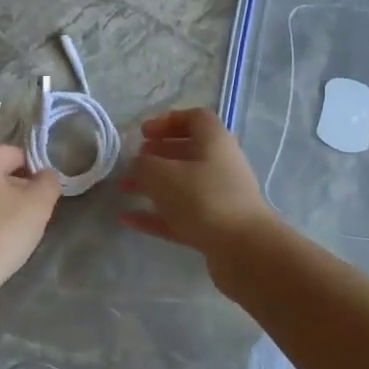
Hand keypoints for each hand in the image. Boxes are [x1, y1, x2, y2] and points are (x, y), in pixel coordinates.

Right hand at [120, 108, 273, 261]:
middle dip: (157, 155)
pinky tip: (129, 219)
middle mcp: (220, 165)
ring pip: (182, 185)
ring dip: (152, 185)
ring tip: (124, 189)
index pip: (194, 118)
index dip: (167, 121)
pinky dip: (156, 215)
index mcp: (214, 141)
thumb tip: (138, 165)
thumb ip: (143, 165)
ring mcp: (219, 198)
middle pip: (187, 152)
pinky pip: (180, 215)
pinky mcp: (214, 227)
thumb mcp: (161, 174)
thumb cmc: (203, 198)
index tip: (143, 133)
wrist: (244, 249)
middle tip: (133, 162)